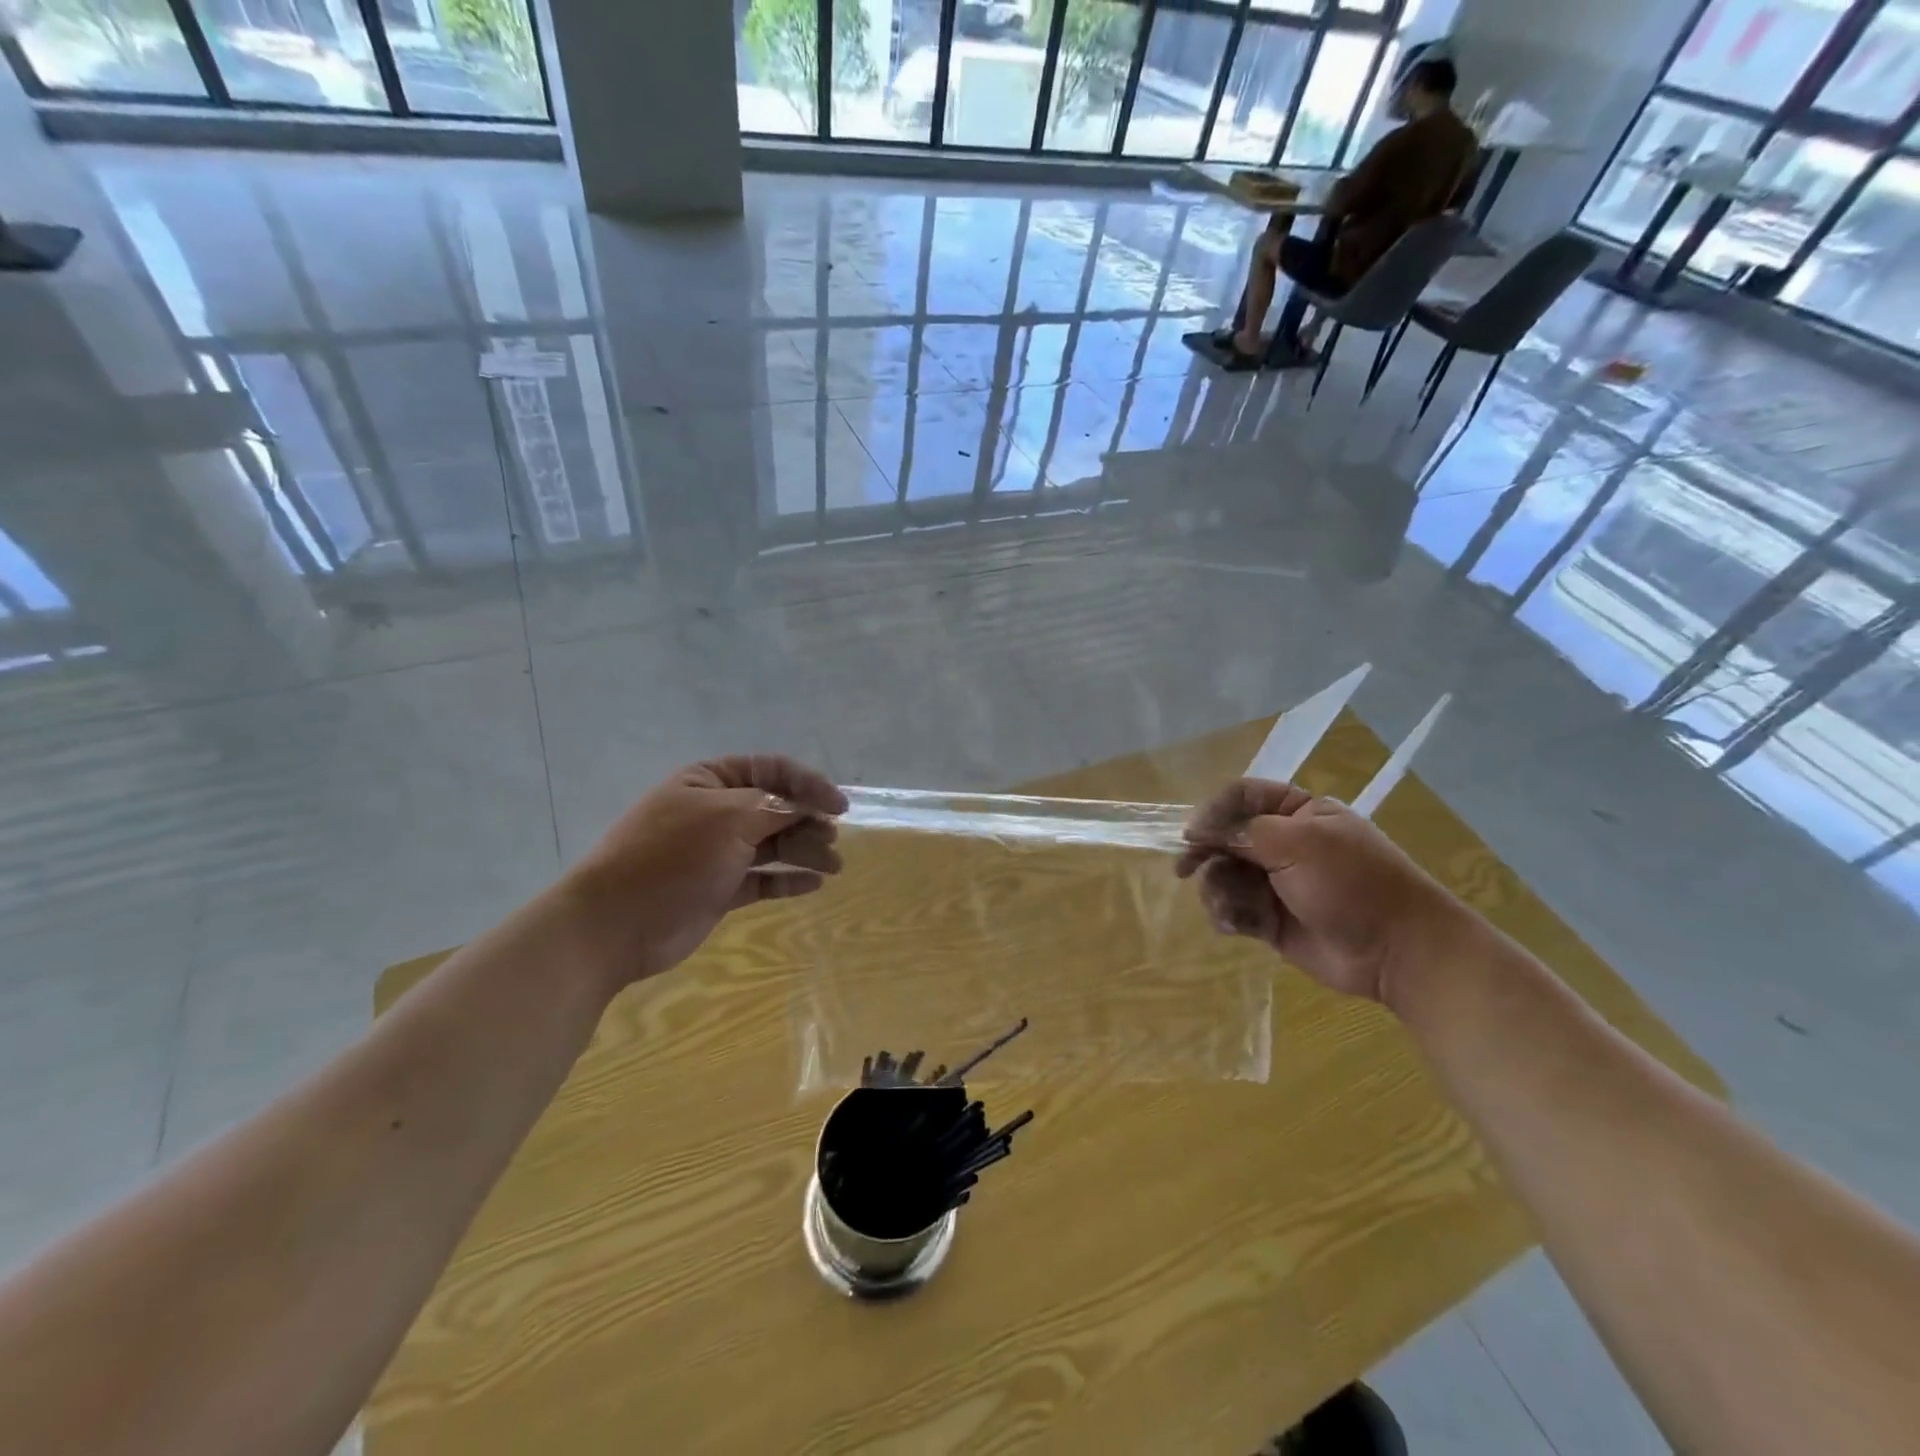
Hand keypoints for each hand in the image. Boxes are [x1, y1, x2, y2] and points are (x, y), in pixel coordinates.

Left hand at [565, 754, 847, 988]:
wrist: (615, 924)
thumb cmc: (673, 857)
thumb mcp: (728, 818)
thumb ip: (775, 807)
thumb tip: (810, 806)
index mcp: (710, 781)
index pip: (771, 770)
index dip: (809, 784)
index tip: (839, 806)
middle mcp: (716, 812)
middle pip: (776, 808)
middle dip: (809, 821)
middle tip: (832, 841)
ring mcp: (717, 852)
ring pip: (774, 845)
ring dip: (805, 851)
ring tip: (833, 866)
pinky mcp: (720, 889)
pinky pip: (763, 879)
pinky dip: (788, 880)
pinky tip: (813, 885)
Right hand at [1175, 778, 1467, 1004]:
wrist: (1397, 951)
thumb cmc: (1353, 883)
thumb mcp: (1299, 843)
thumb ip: (1244, 831)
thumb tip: (1197, 829)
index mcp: (1298, 813)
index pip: (1242, 797)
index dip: (1213, 811)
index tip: (1191, 833)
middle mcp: (1283, 843)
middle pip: (1225, 837)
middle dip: (1206, 854)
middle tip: (1184, 870)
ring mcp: (1276, 882)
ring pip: (1223, 875)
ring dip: (1217, 890)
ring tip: (1230, 909)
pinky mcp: (1270, 919)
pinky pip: (1233, 908)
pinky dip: (1227, 915)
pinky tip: (1235, 926)